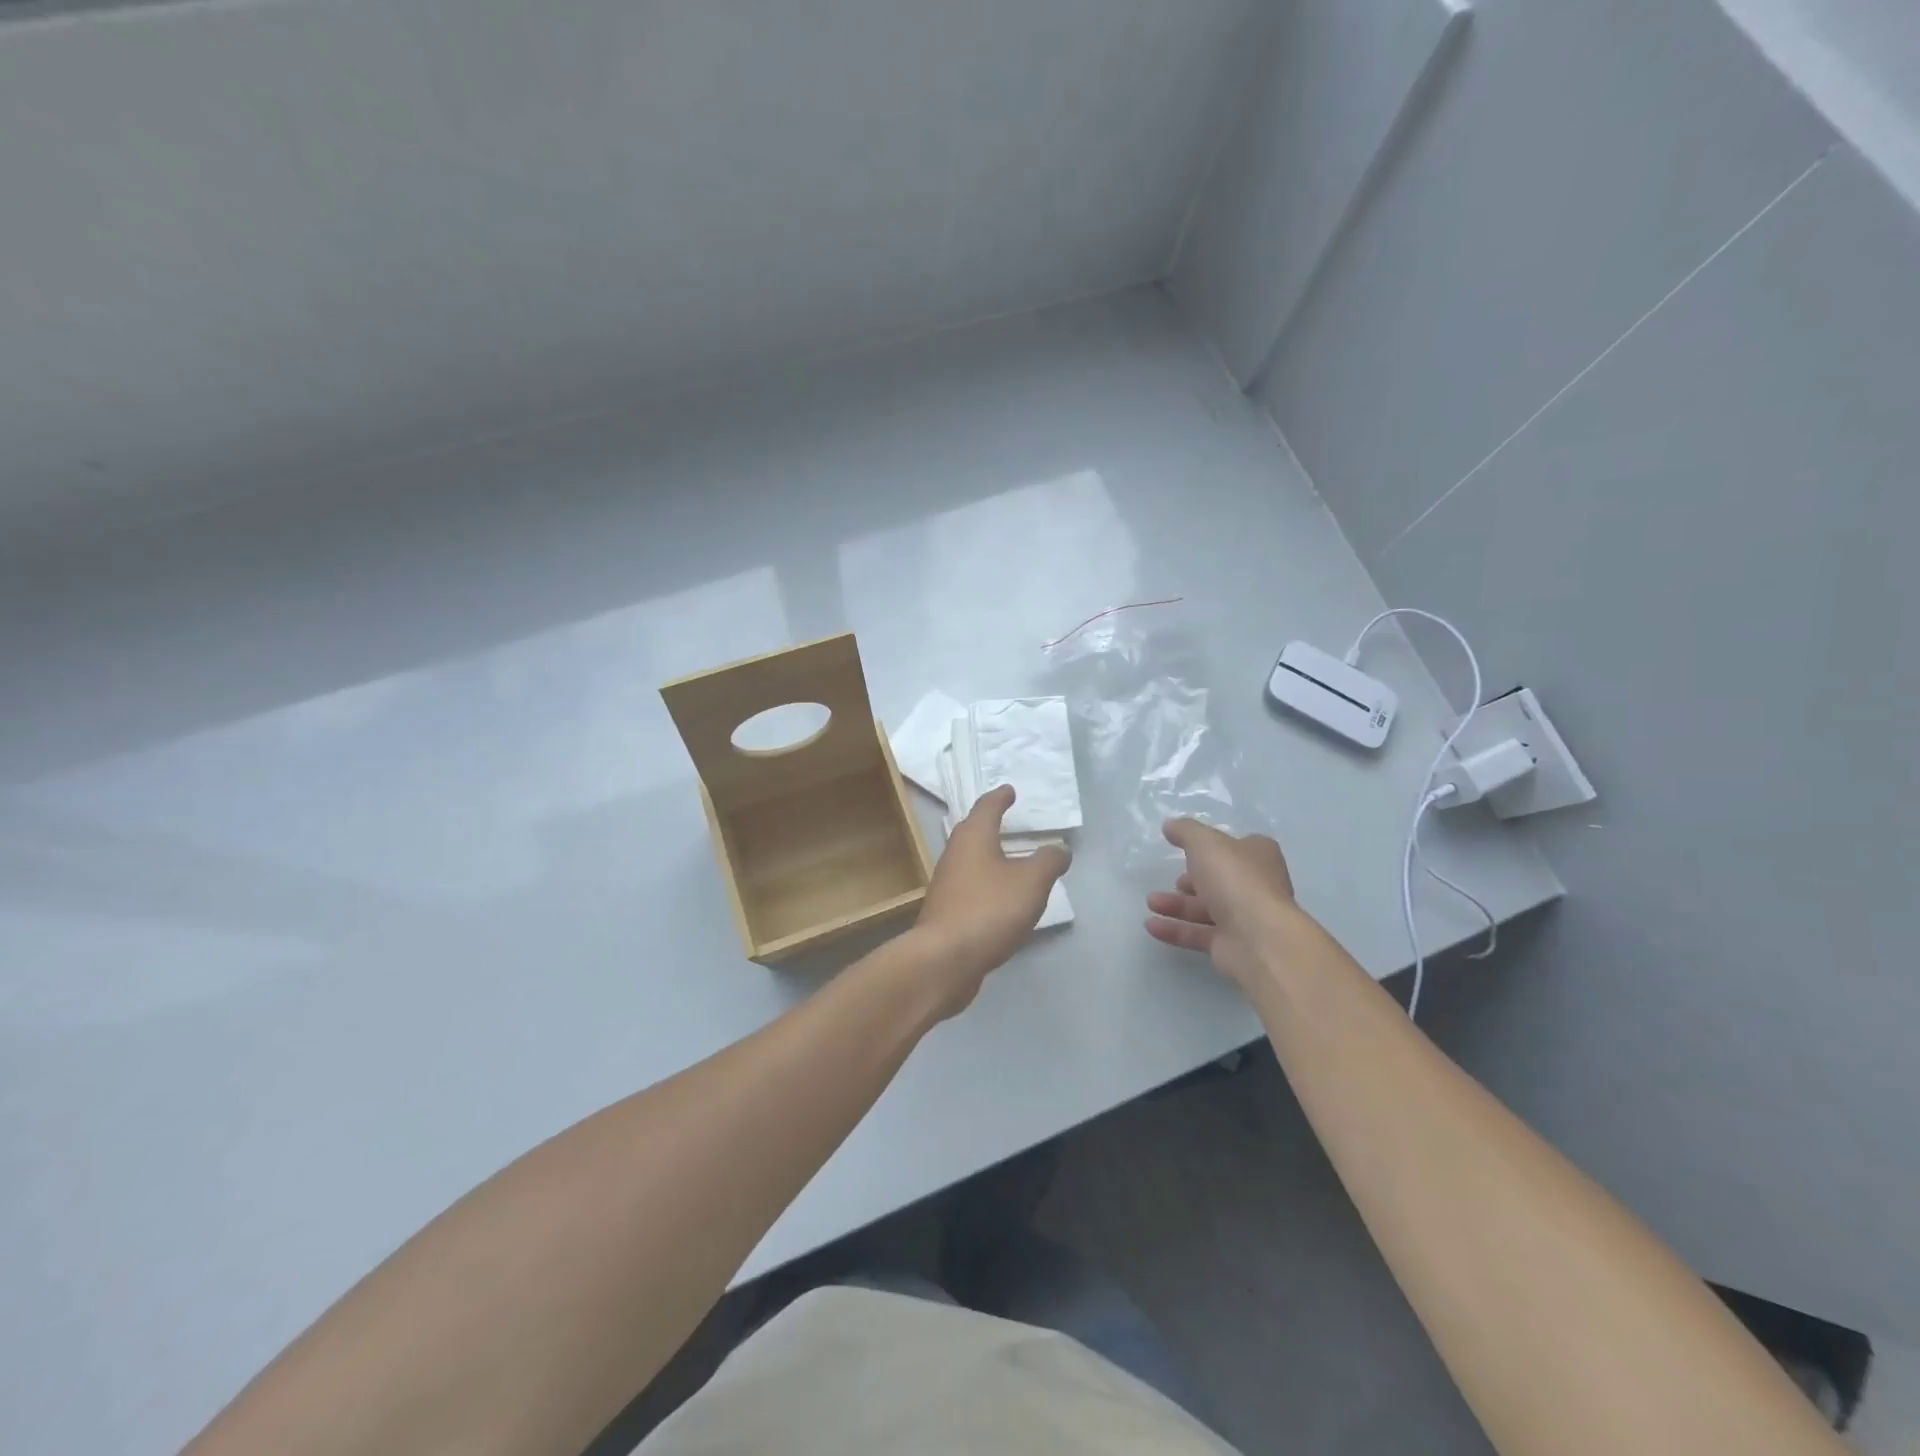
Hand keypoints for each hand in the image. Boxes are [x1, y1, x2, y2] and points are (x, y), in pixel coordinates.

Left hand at [910, 785, 1070, 1016]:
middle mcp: (955, 854)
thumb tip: (1059, 849)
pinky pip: (971, 888)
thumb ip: (1049, 861)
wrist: (945, 959)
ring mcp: (946, 884)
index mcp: (973, 836)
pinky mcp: (946, 911)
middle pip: (973, 832)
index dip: (1000, 797)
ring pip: (971, 861)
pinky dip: (987, 885)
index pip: (987, 806)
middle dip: (991, 825)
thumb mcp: (1032, 882)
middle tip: (1008, 820)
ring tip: (1011, 861)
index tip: (1010, 790)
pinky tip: (1001, 899)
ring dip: (989, 857)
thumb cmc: (989, 909)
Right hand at [1145, 819, 1298, 987]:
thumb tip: (1170, 825)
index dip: (1212, 848)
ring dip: (1177, 905)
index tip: (1186, 850)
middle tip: (1173, 881)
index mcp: (1259, 856)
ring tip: (1151, 903)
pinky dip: (1175, 929)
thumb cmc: (1235, 880)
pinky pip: (1199, 934)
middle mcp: (1256, 886)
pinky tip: (1151, 926)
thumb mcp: (1205, 842)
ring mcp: (1246, 918)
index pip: (1236, 847)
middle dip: (1192, 881)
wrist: (1258, 939)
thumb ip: (1185, 831)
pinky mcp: (1232, 945)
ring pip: (1207, 909)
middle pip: (1220, 880)